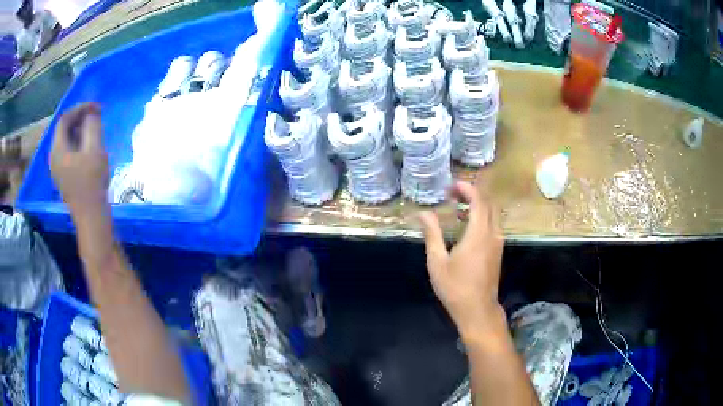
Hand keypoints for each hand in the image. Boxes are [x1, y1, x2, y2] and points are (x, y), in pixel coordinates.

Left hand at [50, 102, 108, 217]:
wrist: (91, 217)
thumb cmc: (92, 182)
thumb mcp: (94, 149)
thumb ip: (92, 126)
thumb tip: (92, 113)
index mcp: (57, 149)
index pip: (64, 119)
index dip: (80, 108)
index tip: (96, 106)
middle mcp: (54, 157)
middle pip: (64, 129)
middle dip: (80, 118)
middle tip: (96, 116)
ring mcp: (57, 169)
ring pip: (66, 141)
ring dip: (80, 131)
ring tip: (94, 129)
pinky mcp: (64, 177)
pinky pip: (68, 152)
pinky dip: (78, 144)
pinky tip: (89, 146)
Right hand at [418, 181, 504, 338]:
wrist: (477, 310)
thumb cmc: (455, 287)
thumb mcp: (437, 261)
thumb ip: (432, 234)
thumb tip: (422, 213)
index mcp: (479, 234)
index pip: (479, 201)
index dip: (467, 189)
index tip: (451, 186)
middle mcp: (493, 234)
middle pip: (489, 204)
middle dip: (473, 194)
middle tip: (453, 194)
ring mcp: (498, 243)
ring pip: (493, 214)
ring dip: (478, 206)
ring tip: (458, 208)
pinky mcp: (498, 252)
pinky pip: (493, 225)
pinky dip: (482, 218)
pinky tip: (467, 226)